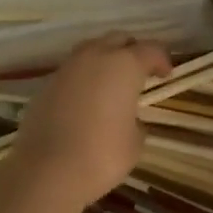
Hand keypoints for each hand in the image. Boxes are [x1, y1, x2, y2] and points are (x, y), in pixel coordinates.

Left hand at [9, 32, 172, 210]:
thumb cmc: (101, 155)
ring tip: (110, 82)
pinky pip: (72, 71)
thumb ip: (136, 120)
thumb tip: (127, 118)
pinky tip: (85, 100)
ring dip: (104, 59)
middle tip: (139, 72)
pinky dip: (83, 78)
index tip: (166, 75)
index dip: (161, 60)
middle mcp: (95, 57)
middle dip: (131, 51)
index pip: (150, 49)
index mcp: (125, 65)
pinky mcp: (46, 84)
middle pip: (118, 39)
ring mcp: (67, 68)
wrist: (46, 172)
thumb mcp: (135, 141)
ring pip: (91, 49)